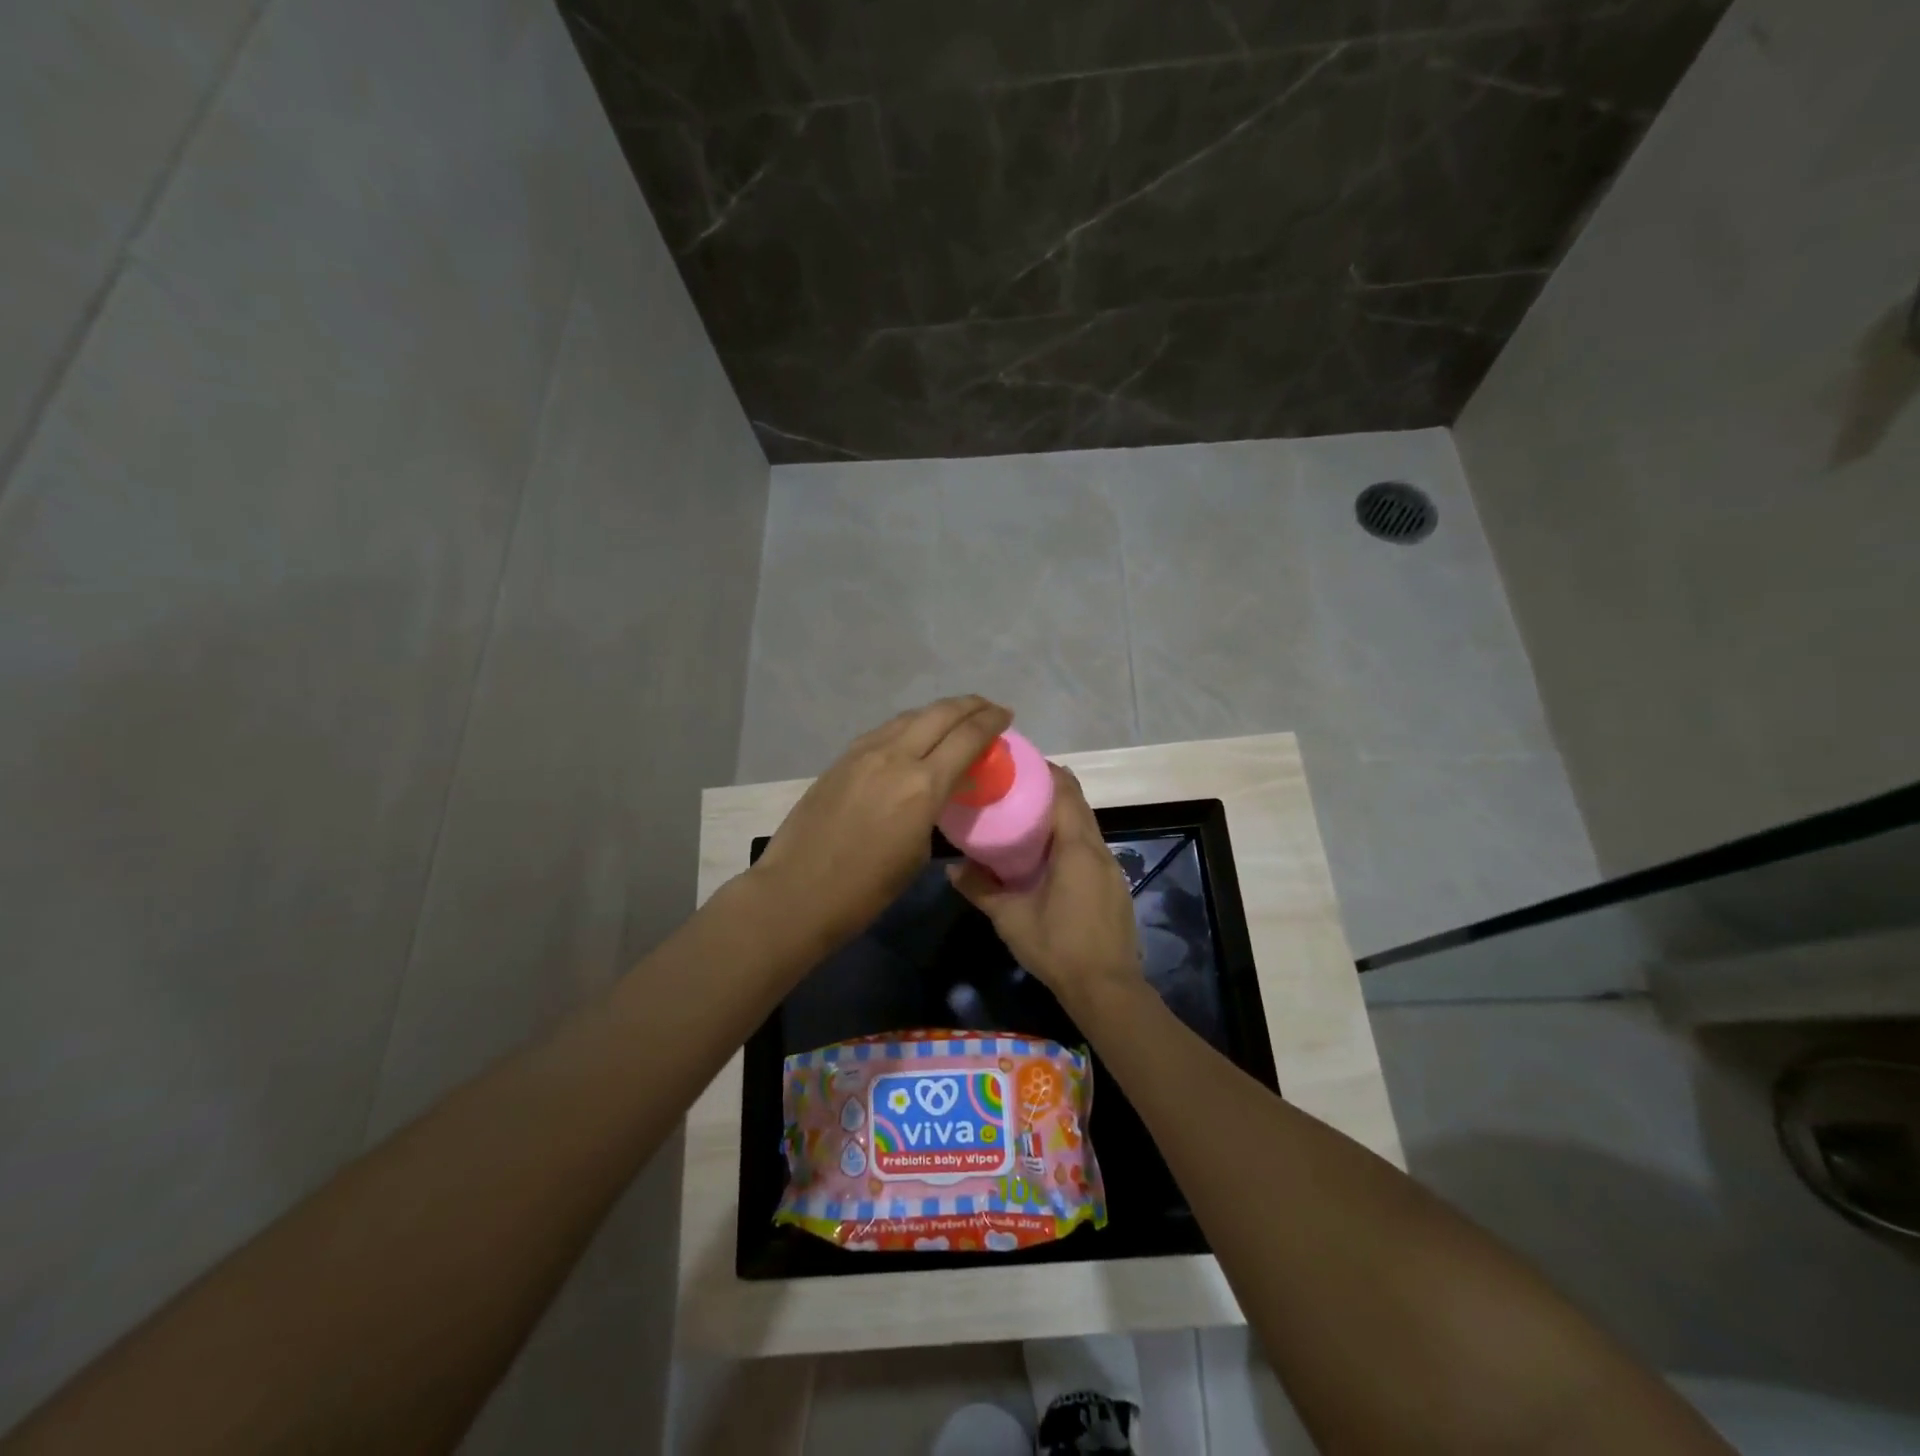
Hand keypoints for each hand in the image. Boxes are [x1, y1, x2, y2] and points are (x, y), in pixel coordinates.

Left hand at [753, 696, 1012, 958]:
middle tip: (989, 709)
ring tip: (955, 719)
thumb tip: (940, 794)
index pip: (967, 737)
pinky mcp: (842, 759)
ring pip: (910, 717)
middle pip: (941, 713)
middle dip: (970, 706)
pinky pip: (885, 731)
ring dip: (938, 713)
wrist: (797, 892)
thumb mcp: (918, 853)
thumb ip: (936, 811)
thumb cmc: (866, 890)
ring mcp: (864, 753)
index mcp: (923, 785)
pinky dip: (909, 726)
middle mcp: (895, 756)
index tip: (1006, 717)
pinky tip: (913, 737)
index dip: (991, 722)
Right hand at [948, 765, 1142, 1009]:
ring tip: (1026, 820)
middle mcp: (1099, 849)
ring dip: (1061, 817)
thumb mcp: (1011, 918)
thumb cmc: (1058, 947)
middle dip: (1050, 790)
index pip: (1066, 791)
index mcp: (1076, 847)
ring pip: (1086, 827)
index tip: (1018, 765)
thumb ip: (981, 889)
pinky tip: (1048, 857)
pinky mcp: (1114, 886)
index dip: (1045, 772)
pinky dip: (1070, 840)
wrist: (1107, 989)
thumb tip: (951, 869)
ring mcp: (1112, 868)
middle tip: (1014, 789)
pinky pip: (1091, 849)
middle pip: (1078, 804)